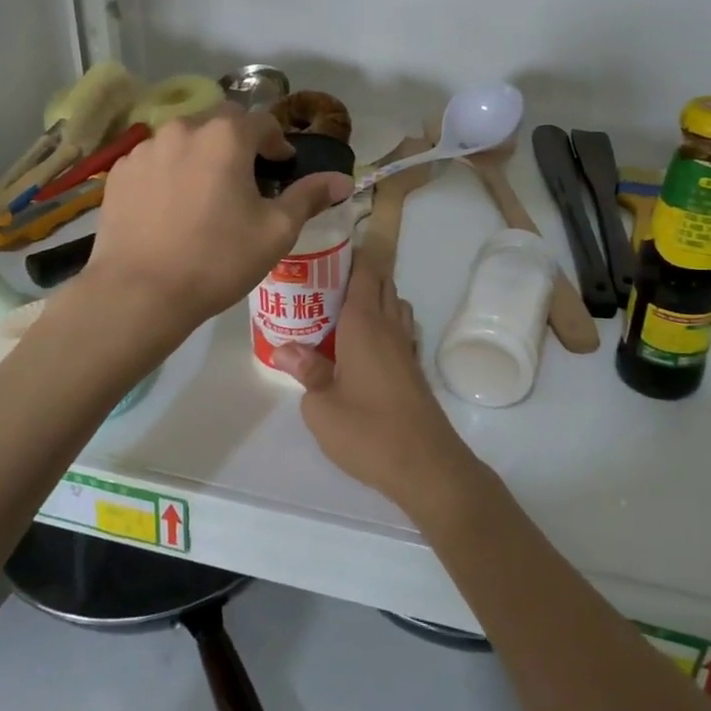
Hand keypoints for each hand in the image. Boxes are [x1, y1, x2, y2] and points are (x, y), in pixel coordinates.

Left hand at [86, 108, 350, 330]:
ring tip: (207, 194)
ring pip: (184, 140)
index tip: (282, 168)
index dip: (277, 143)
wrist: (141, 292)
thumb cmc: (219, 259)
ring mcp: (145, 148)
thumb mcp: (276, 231)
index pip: (262, 121)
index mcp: (226, 136)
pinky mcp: (120, 172)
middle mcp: (183, 129)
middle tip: (246, 180)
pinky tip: (172, 207)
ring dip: (202, 156)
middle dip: (238, 143)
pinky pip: (155, 160)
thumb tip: (343, 180)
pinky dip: (170, 172)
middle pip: (220, 123)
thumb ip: (309, 196)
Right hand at [271, 255, 484, 522]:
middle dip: (359, 273)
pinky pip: (400, 329)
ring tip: (342, 308)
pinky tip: (365, 343)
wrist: (425, 464)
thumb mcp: (321, 406)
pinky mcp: (413, 369)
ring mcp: (406, 348)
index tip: (329, 246)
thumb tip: (286, 347)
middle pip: (382, 284)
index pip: (364, 274)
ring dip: (375, 297)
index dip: (351, 255)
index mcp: (365, 324)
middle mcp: (389, 327)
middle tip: (325, 277)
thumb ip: (306, 371)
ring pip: (394, 305)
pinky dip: (386, 322)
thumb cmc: (367, 431)